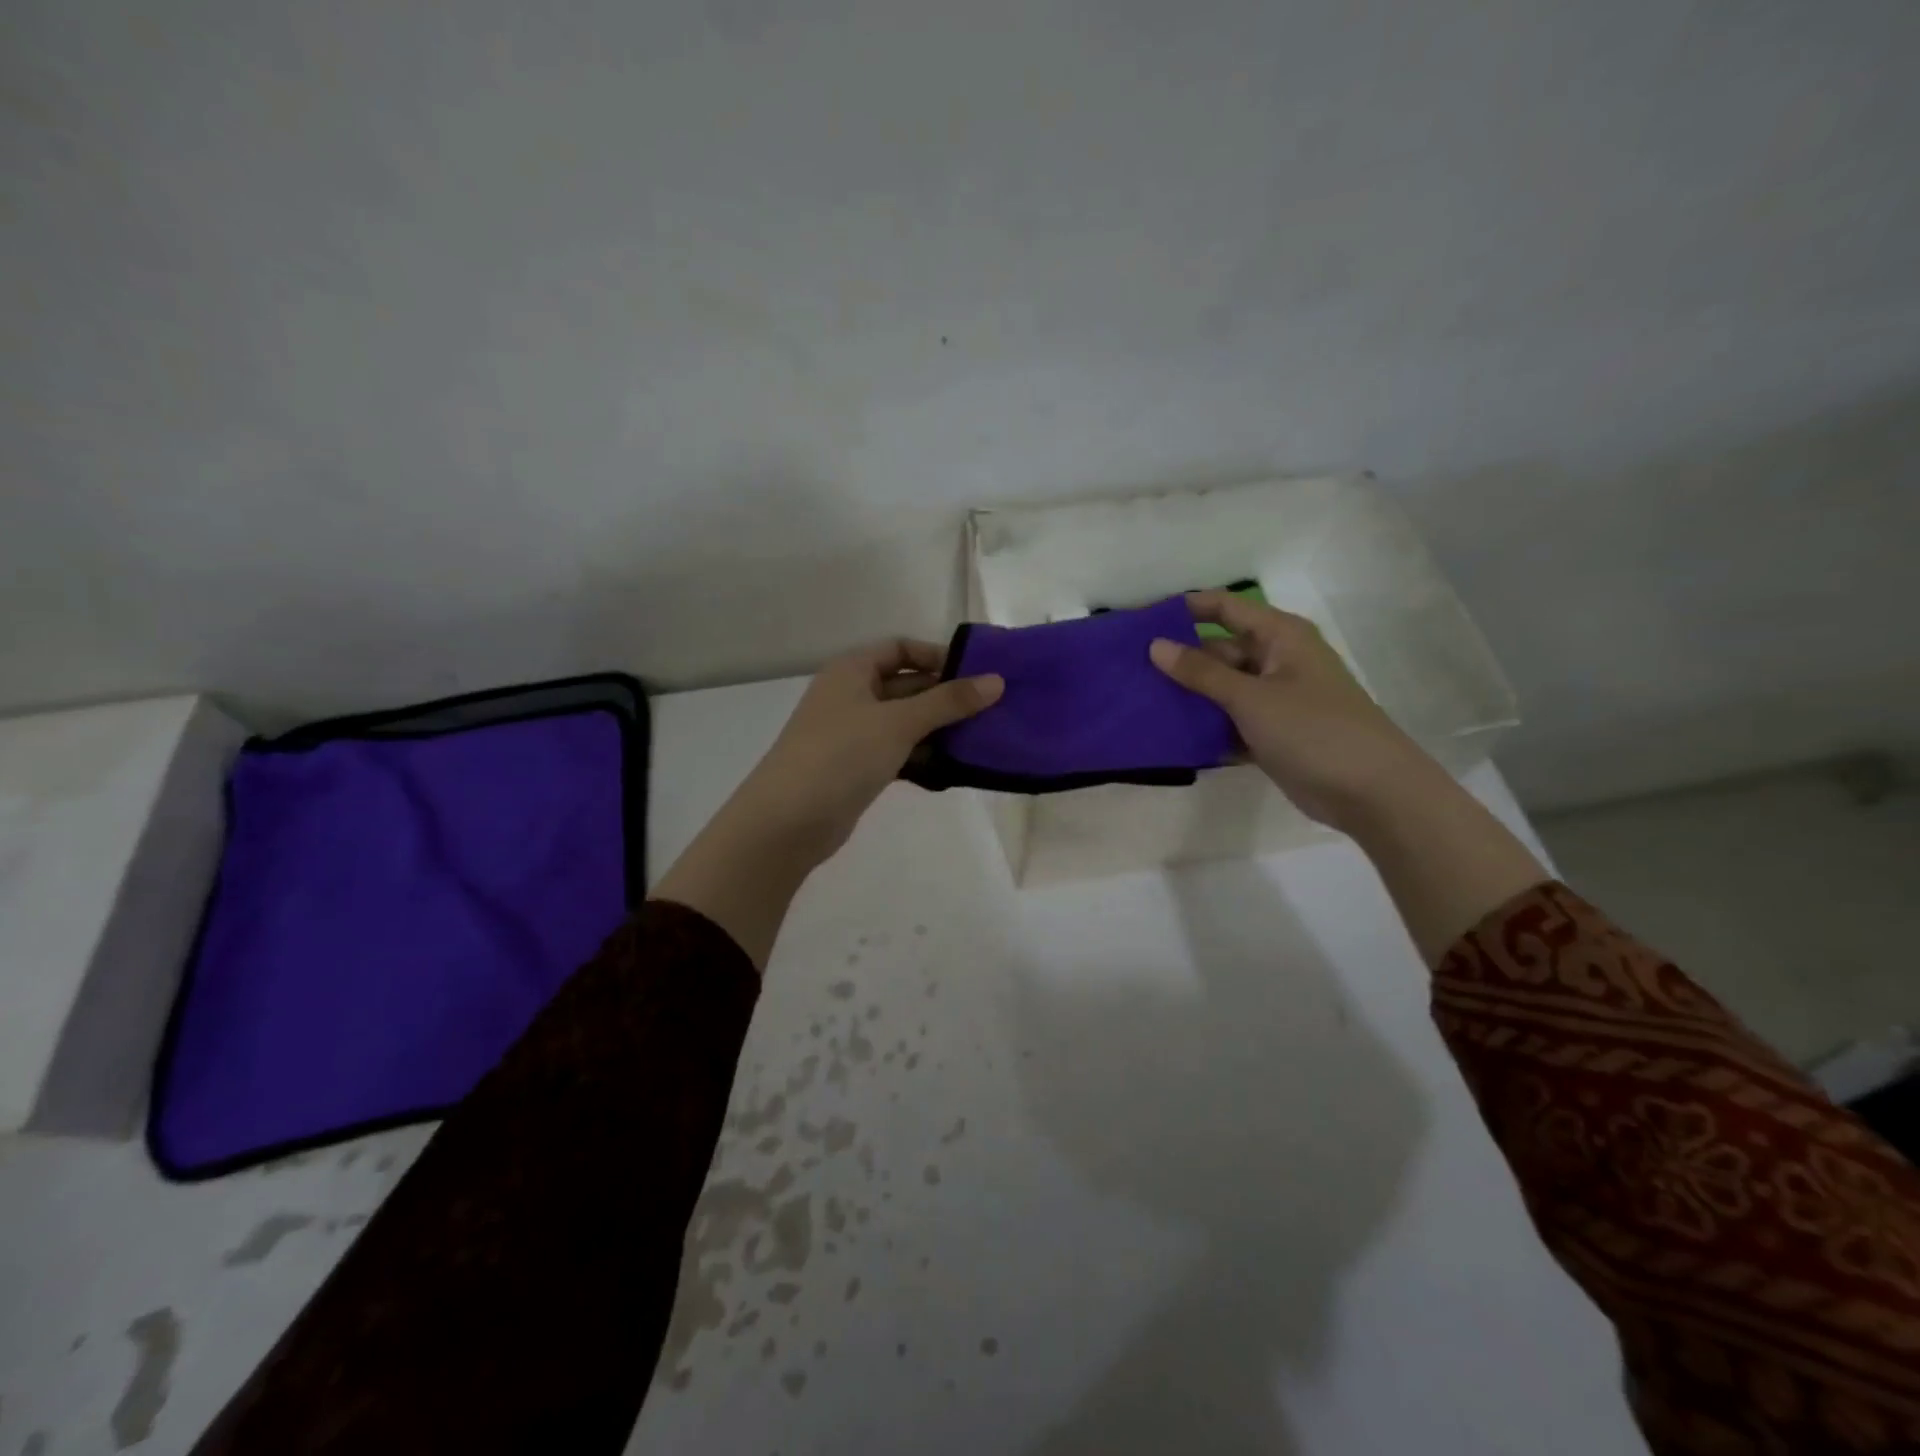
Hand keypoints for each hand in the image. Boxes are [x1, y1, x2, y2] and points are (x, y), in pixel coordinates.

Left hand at [729, 639, 1003, 862]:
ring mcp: (853, 734)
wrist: (788, 821)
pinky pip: (898, 753)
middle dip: (945, 697)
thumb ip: (949, 701)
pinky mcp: (857, 768)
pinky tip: (953, 770)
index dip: (937, 657)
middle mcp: (851, 696)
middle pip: (906, 686)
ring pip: (905, 723)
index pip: (900, 649)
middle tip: (991, 711)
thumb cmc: (842, 755)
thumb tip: (997, 681)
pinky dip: (923, 757)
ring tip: (983, 740)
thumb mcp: (899, 722)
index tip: (976, 676)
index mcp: (852, 670)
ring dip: (939, 730)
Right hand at [1147, 590, 1438, 835]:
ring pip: (1221, 690)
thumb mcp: (1251, 698)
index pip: (1224, 608)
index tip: (1140, 621)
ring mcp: (1275, 699)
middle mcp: (1276, 661)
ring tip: (1140, 704)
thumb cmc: (1313, 730)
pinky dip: (1205, 728)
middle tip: (1130, 673)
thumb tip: (1156, 645)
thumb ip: (1201, 672)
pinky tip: (1169, 737)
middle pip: (1218, 651)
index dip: (1184, 609)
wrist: (1371, 792)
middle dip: (1179, 661)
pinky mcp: (1271, 733)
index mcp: (1279, 637)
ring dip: (1188, 698)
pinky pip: (1229, 722)